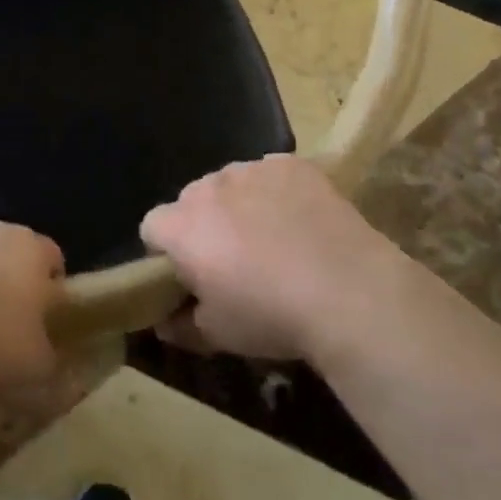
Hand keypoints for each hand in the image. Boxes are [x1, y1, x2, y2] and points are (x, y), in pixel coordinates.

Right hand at [140, 154, 405, 360]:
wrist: (348, 292)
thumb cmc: (272, 316)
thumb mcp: (218, 335)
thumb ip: (181, 326)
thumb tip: (164, 322)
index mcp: (181, 226)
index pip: (152, 228)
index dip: (165, 253)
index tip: (189, 277)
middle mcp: (208, 186)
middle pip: (192, 201)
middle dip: (204, 226)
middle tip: (234, 261)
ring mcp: (251, 169)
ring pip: (231, 184)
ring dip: (239, 206)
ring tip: (274, 240)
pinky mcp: (291, 164)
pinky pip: (271, 175)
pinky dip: (278, 193)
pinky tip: (302, 221)